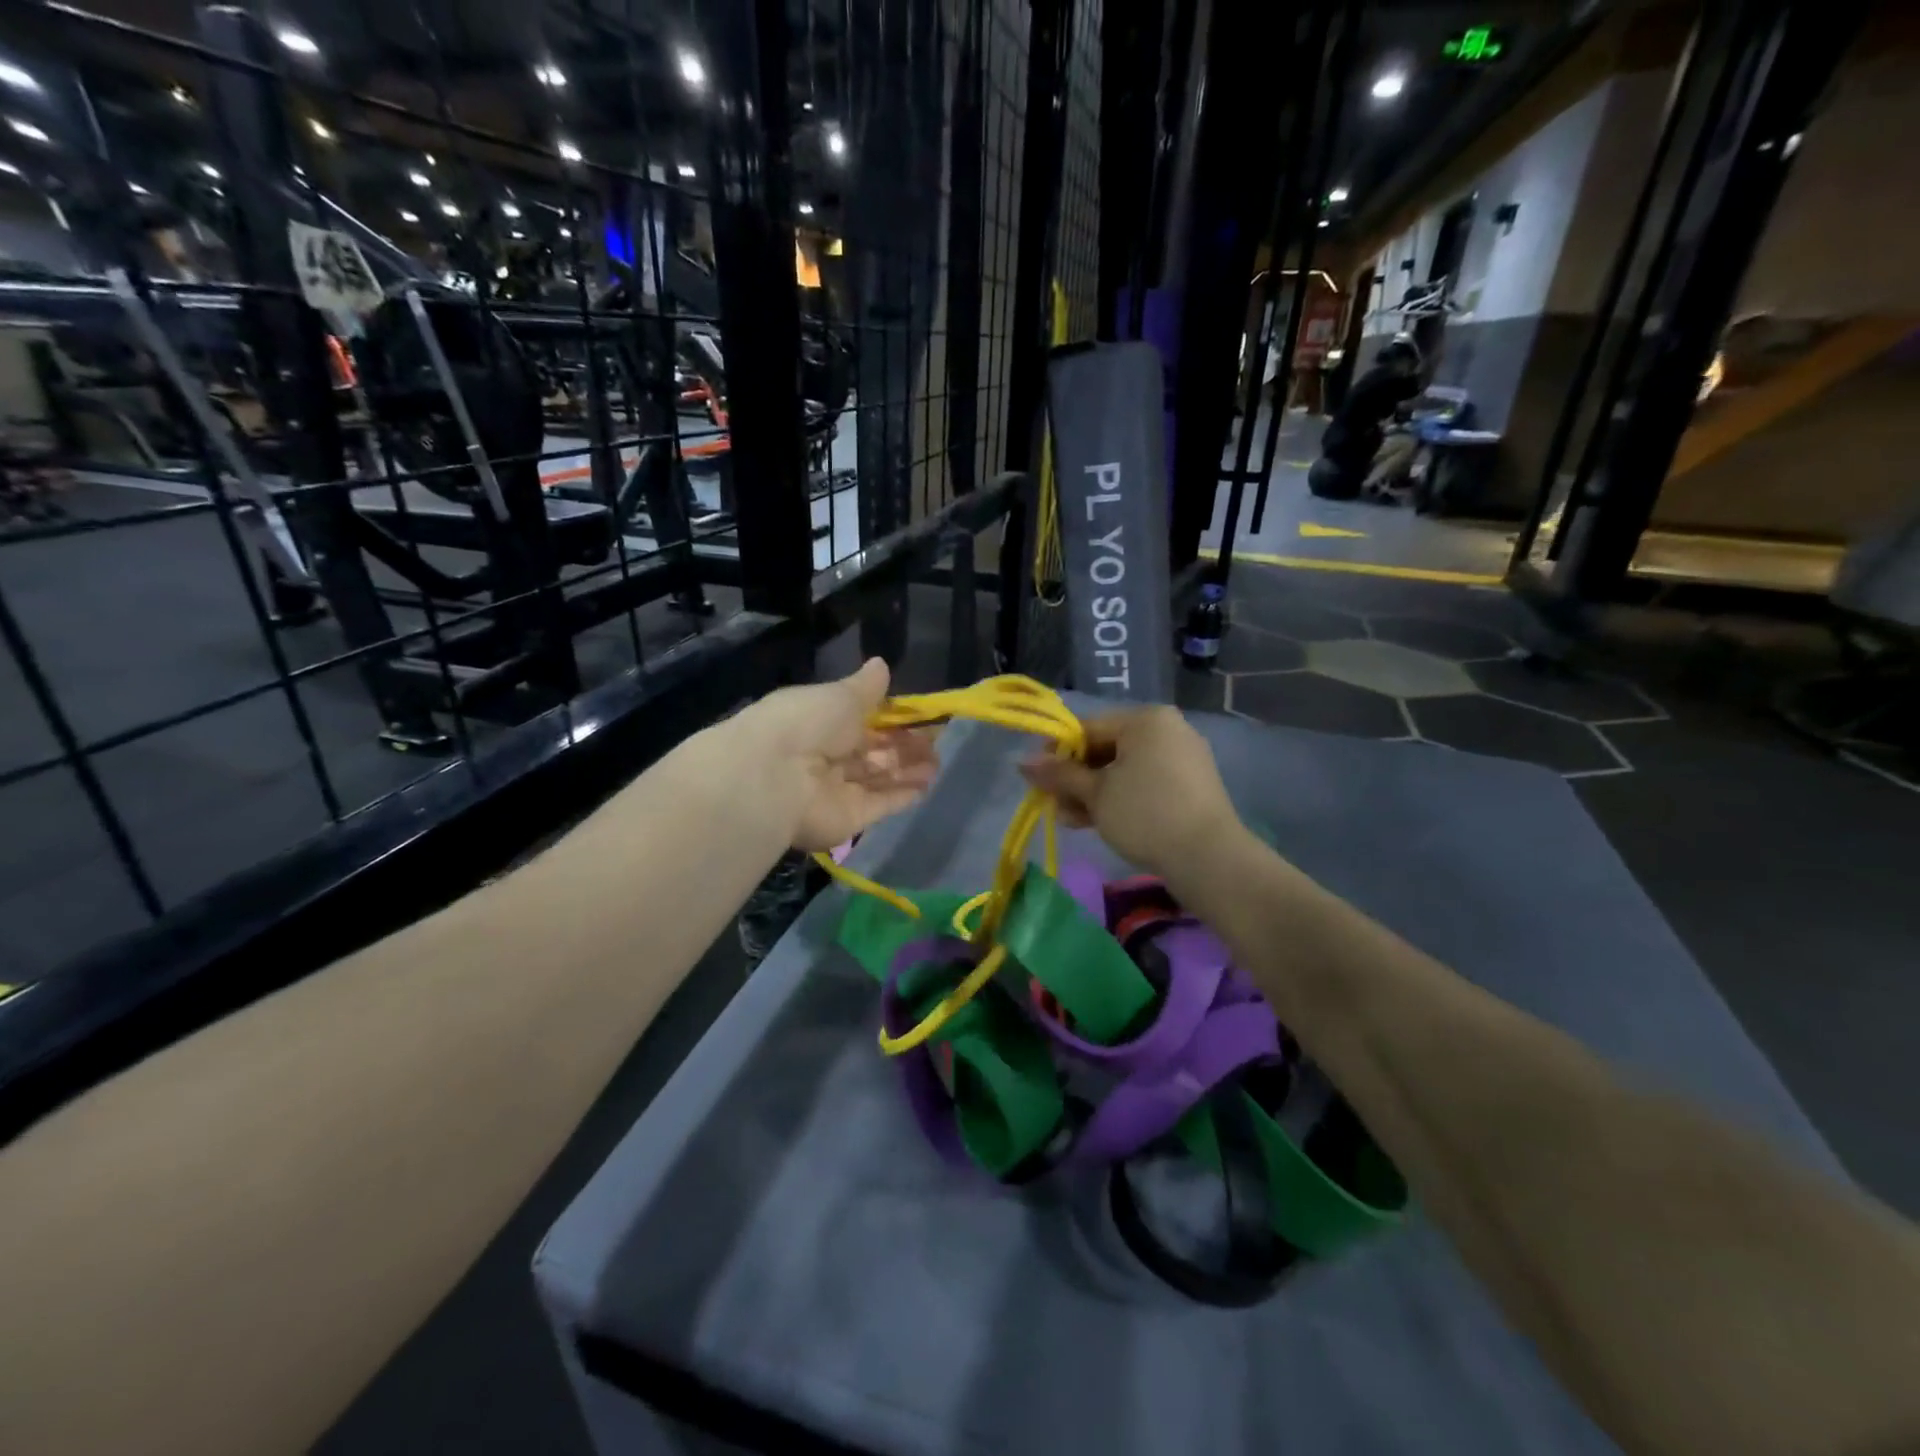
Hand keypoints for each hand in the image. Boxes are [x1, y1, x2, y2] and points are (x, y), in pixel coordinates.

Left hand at [735, 658, 938, 850]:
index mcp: (820, 721)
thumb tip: (881, 664)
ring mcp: (838, 790)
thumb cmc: (806, 723)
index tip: (920, 716)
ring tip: (938, 762)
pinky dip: (903, 795)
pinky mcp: (850, 818)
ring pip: (879, 778)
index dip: (891, 719)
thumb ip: (865, 686)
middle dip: (904, 746)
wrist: (775, 777)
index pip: (861, 720)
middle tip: (936, 741)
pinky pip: (881, 804)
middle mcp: (827, 756)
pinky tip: (927, 785)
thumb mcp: (839, 695)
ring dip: (908, 770)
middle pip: (872, 751)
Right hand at [1019, 706, 1239, 878]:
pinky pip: (1144, 784)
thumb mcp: (1095, 794)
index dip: (1056, 752)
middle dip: (1075, 778)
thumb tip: (1021, 761)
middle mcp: (1167, 730)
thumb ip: (1059, 774)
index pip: (1088, 727)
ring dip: (1092, 793)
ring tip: (1070, 820)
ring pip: (1123, 770)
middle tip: (1052, 804)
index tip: (1036, 778)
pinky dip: (1119, 799)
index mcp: (1146, 719)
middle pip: (1105, 748)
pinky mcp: (1190, 786)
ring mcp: (1182, 758)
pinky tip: (1097, 823)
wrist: (1208, 858)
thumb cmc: (1145, 814)